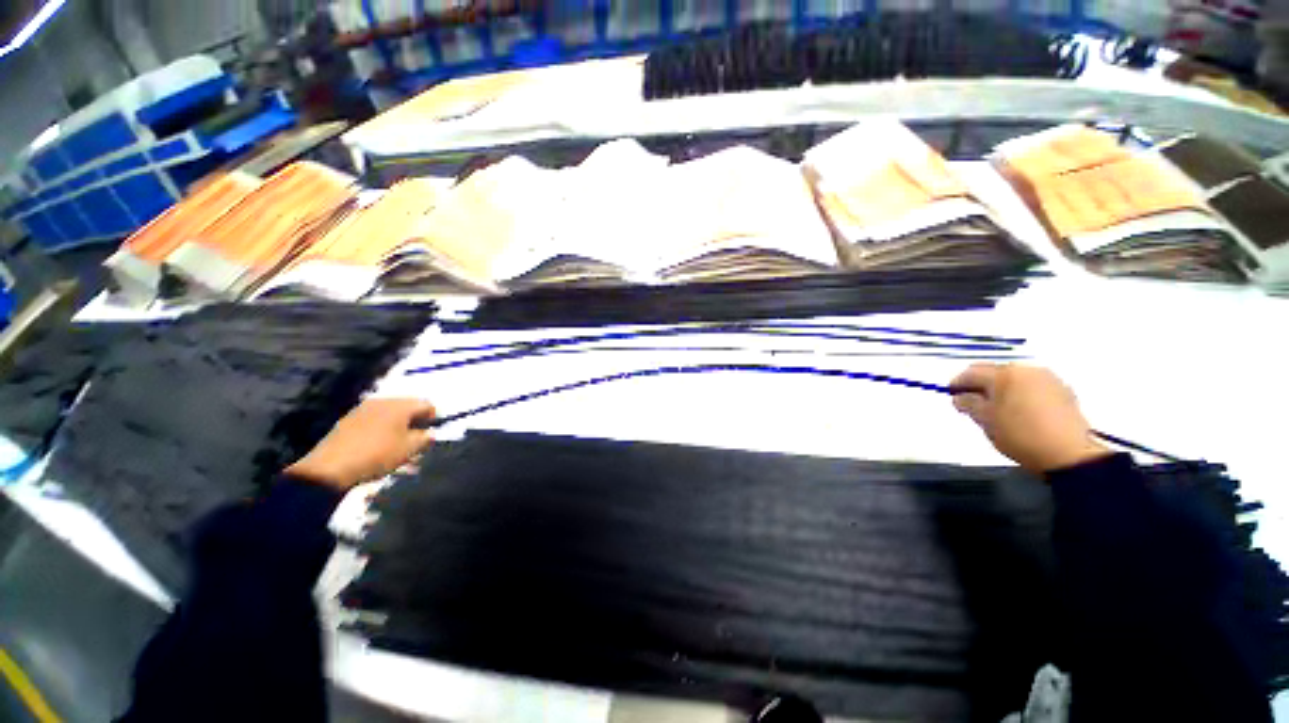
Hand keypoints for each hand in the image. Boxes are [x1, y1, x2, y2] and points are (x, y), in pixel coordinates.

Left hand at [285, 398, 436, 490]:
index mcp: (401, 405)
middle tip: (416, 440)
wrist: (330, 467)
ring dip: (398, 426)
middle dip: (415, 421)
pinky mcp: (349, 419)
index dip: (433, 418)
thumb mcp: (409, 449)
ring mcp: (363, 409)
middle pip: (408, 407)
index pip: (427, 405)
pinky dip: (382, 429)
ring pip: (390, 413)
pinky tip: (378, 445)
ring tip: (397, 444)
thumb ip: (425, 439)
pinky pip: (374, 419)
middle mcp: (383, 401)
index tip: (430, 434)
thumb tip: (430, 433)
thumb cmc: (377, 455)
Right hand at [950, 363, 1109, 472]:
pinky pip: (1032, 386)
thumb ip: (968, 404)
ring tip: (996, 408)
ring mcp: (1047, 379)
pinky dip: (1020, 394)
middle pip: (994, 372)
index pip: (971, 373)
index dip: (957, 383)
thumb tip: (960, 397)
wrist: (1069, 454)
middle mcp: (1026, 370)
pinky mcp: (1063, 391)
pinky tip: (1018, 411)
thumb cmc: (1020, 435)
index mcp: (1004, 374)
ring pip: (1014, 378)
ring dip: (1001, 389)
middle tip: (971, 402)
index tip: (951, 395)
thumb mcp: (984, 421)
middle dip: (980, 384)